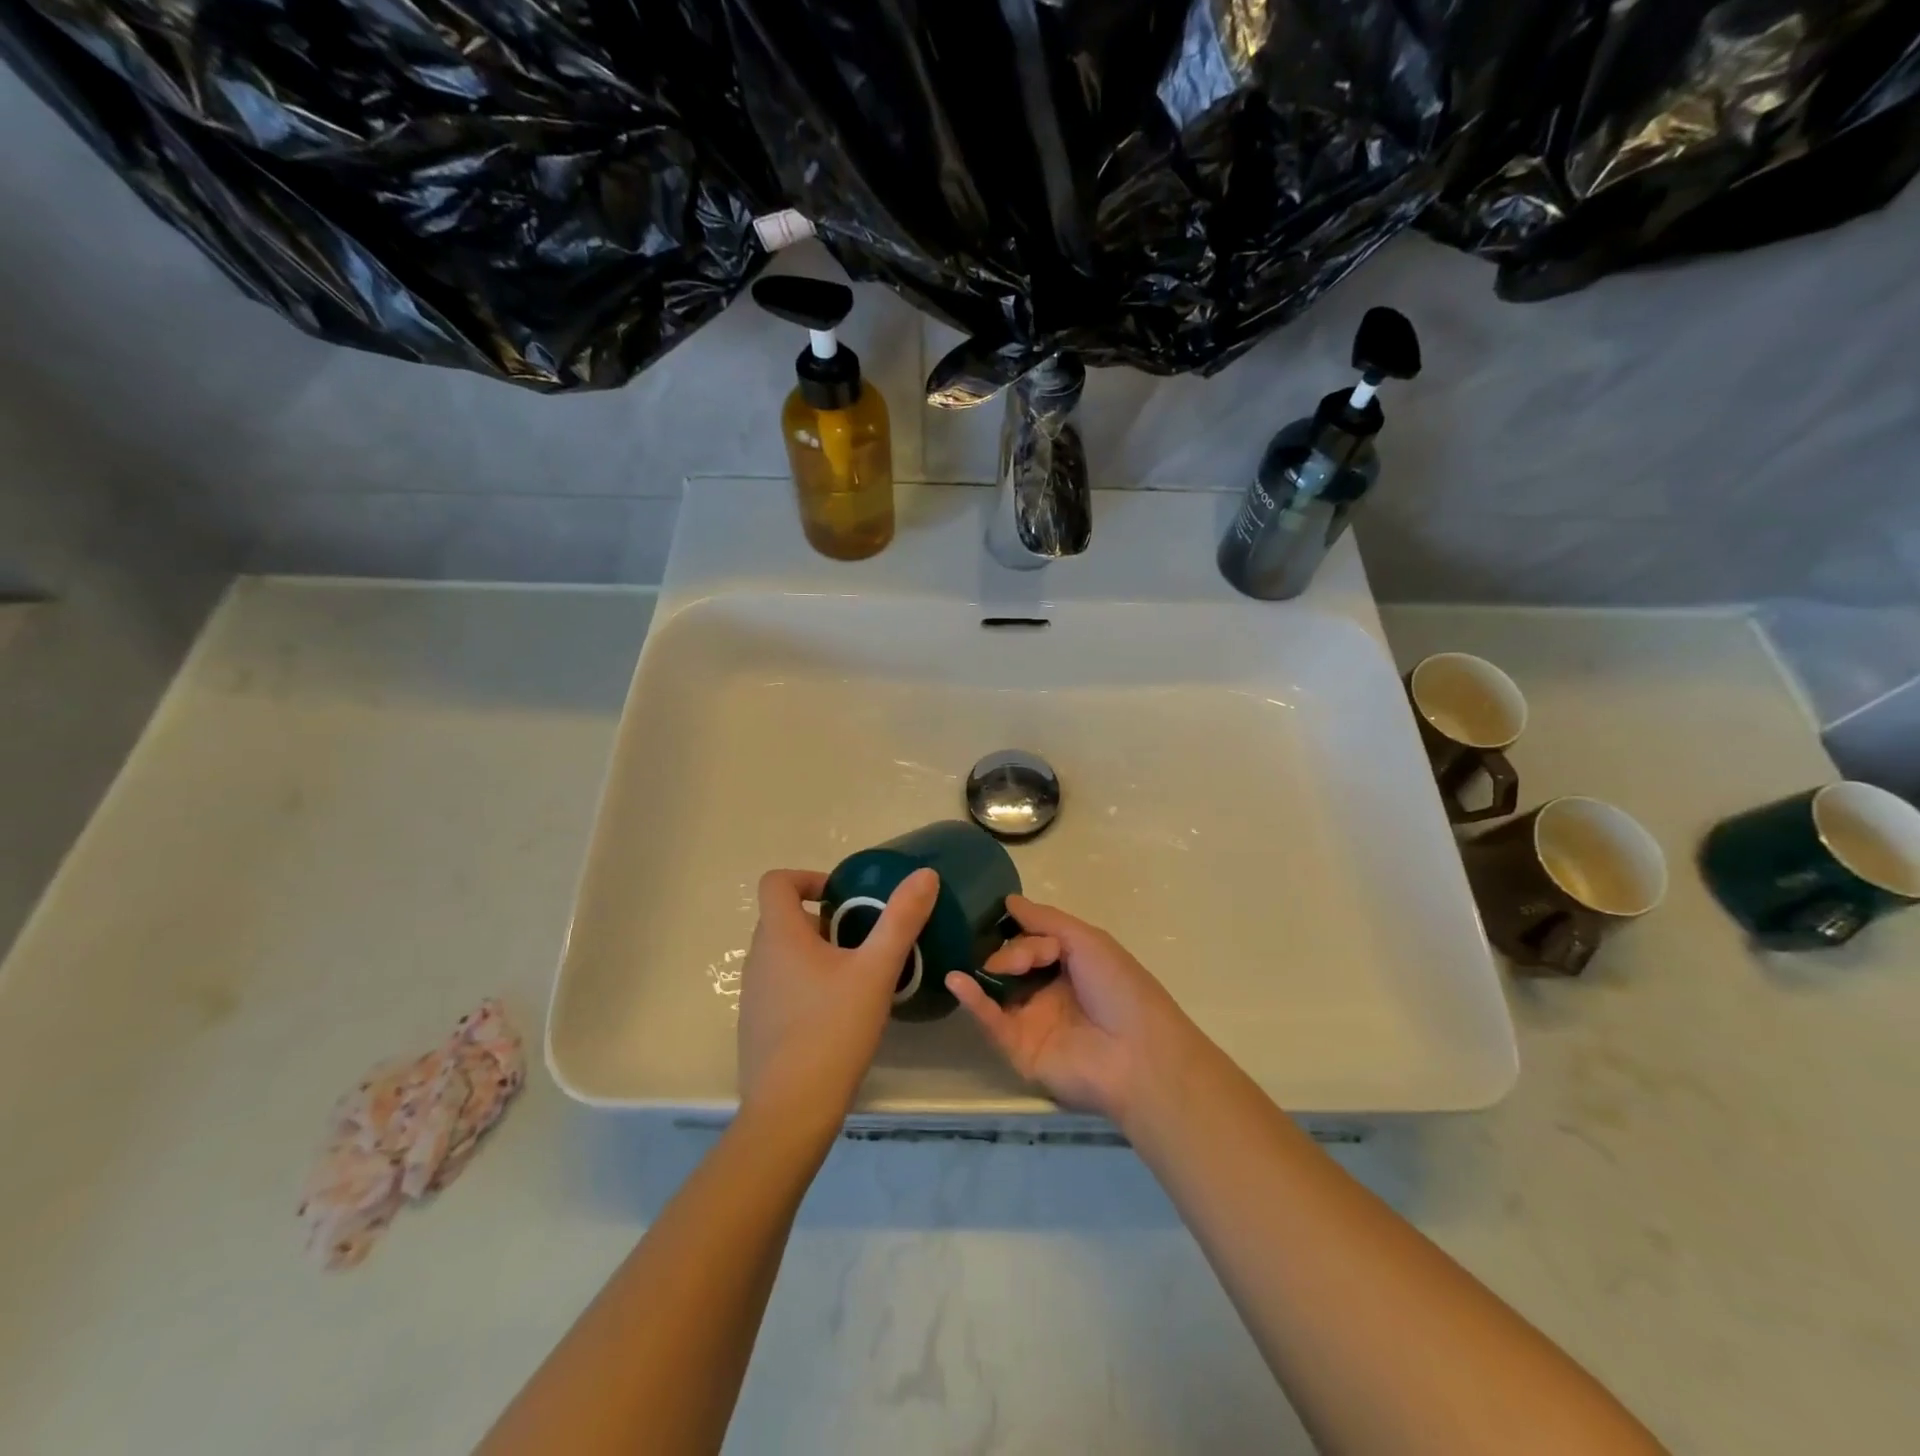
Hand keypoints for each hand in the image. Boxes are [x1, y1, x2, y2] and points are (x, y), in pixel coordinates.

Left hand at [737, 868, 938, 1126]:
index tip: (842, 896)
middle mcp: (758, 959)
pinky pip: (780, 986)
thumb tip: (925, 874)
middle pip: (783, 918)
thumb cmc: (833, 1030)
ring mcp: (753, 995)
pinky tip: (836, 1014)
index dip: (808, 877)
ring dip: (815, 952)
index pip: (777, 882)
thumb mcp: (876, 971)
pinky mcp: (756, 1025)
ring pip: (783, 954)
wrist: (790, 1112)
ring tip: (856, 976)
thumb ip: (901, 920)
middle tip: (862, 938)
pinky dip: (805, 983)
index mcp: (780, 936)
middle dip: (823, 919)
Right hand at [945, 896, 1207, 1124]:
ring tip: (972, 961)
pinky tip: (958, 981)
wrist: (1137, 1053)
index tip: (1007, 920)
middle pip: (1011, 962)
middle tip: (1018, 961)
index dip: (1022, 931)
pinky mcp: (1018, 1050)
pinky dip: (973, 1001)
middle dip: (1009, 952)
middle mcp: (1048, 992)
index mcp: (1069, 966)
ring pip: (997, 990)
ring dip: (983, 972)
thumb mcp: (1087, 940)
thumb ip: (1045, 920)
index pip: (1031, 940)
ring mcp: (1032, 1021)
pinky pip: (991, 1022)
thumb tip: (1009, 900)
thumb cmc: (1119, 988)